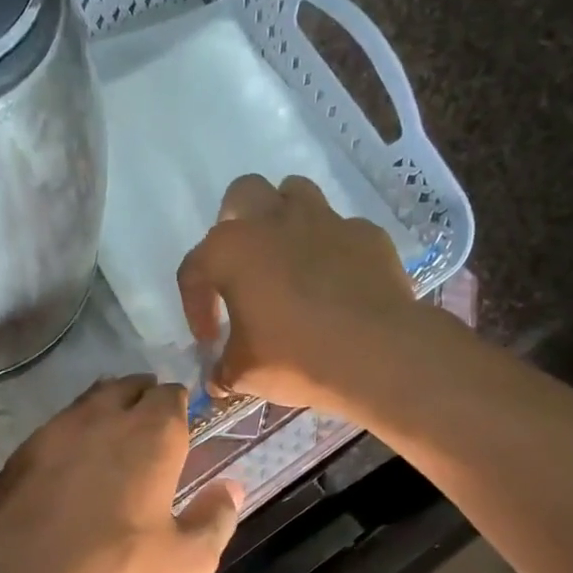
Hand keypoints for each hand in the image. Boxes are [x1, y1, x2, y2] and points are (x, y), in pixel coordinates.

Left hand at [0, 377, 240, 572]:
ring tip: (114, 436)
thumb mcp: (186, 564)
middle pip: (127, 388)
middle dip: (144, 397)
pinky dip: (70, 436)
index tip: (184, 421)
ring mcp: (52, 433)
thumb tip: (232, 488)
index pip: (170, 396)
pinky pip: (54, 430)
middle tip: (152, 423)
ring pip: (87, 402)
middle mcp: (101, 419)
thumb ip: (215, 519)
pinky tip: (70, 466)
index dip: (179, 404)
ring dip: (106, 410)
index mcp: (150, 436)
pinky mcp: (16, 457)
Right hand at [177, 175, 418, 415]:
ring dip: (284, 219)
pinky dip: (331, 249)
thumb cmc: (296, 358)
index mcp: (231, 251)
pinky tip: (335, 282)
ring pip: (295, 194)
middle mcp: (274, 221)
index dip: (195, 306)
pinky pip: (341, 230)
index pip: (194, 269)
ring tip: (287, 259)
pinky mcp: (366, 235)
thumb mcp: (245, 374)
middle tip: (242, 267)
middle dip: (235, 224)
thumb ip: (223, 369)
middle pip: (242, 195)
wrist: (378, 354)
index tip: (210, 340)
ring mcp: (325, 221)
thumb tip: (217, 378)